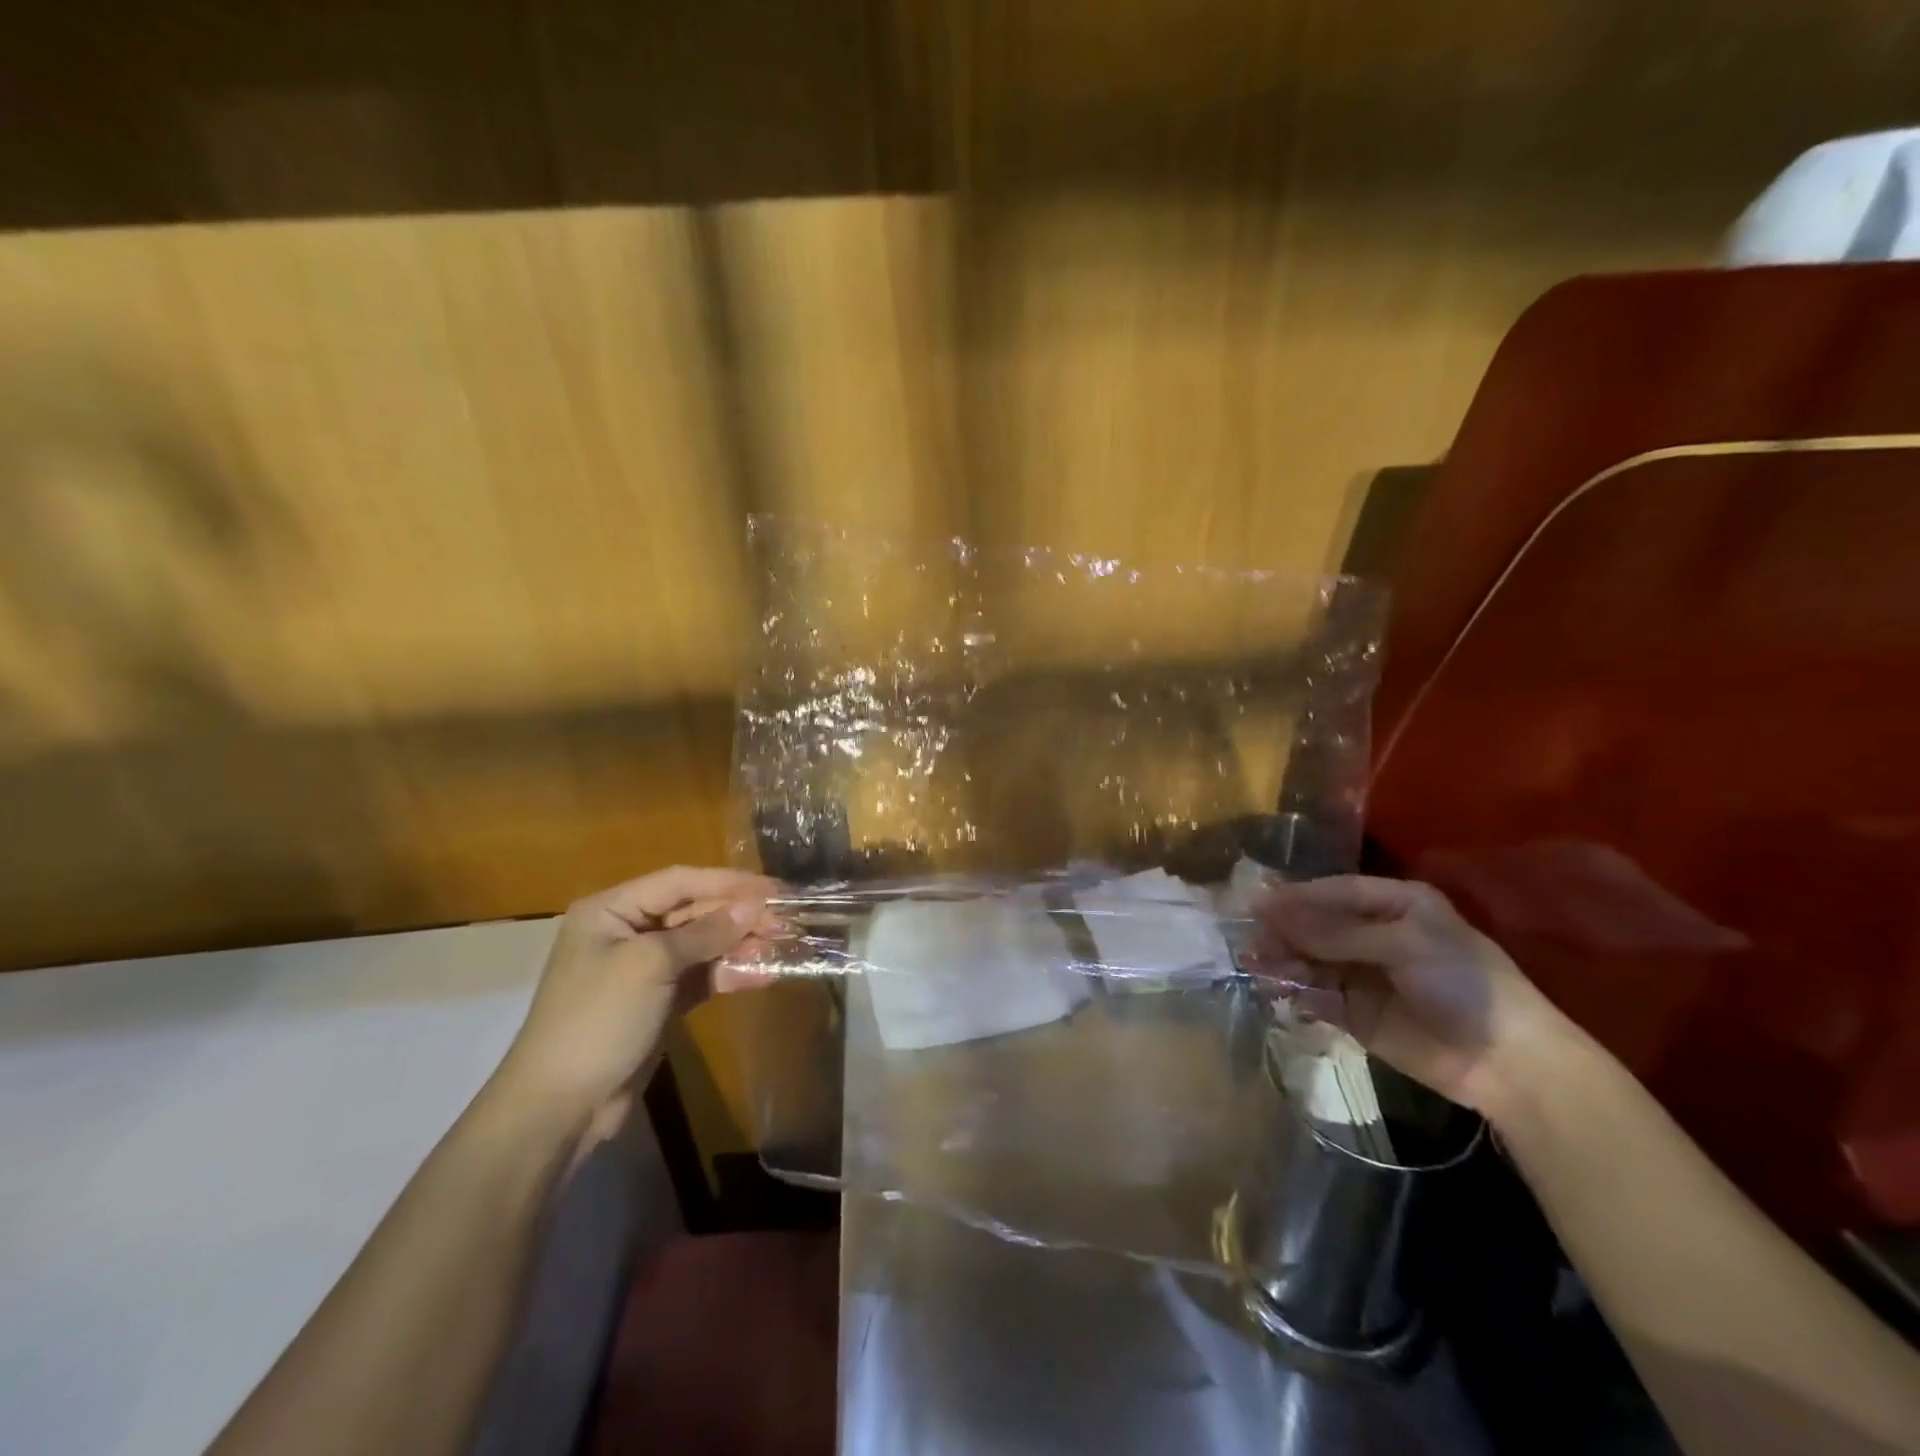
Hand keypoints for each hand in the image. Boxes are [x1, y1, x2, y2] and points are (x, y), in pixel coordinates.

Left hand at [492, 867, 778, 1136]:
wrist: (561, 1107)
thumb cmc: (598, 1019)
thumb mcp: (650, 965)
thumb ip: (705, 932)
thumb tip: (753, 906)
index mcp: (612, 910)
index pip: (680, 882)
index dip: (729, 882)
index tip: (774, 888)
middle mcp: (628, 931)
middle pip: (695, 912)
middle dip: (739, 916)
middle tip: (786, 920)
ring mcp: (645, 969)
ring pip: (703, 945)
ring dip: (741, 945)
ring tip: (782, 946)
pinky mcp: (661, 1001)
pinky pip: (702, 977)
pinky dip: (731, 974)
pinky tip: (764, 975)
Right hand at [1253, 875, 1575, 1119]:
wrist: (1506, 1063)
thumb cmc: (1463, 984)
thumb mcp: (1403, 945)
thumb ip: (1336, 932)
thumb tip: (1272, 912)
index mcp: (1394, 904)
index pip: (1334, 891)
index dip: (1296, 896)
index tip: (1257, 904)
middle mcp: (1374, 933)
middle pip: (1316, 925)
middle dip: (1284, 932)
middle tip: (1251, 942)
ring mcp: (1362, 973)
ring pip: (1309, 960)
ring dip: (1283, 963)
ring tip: (1258, 969)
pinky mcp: (1354, 1012)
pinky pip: (1314, 996)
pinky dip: (1295, 994)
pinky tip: (1280, 996)